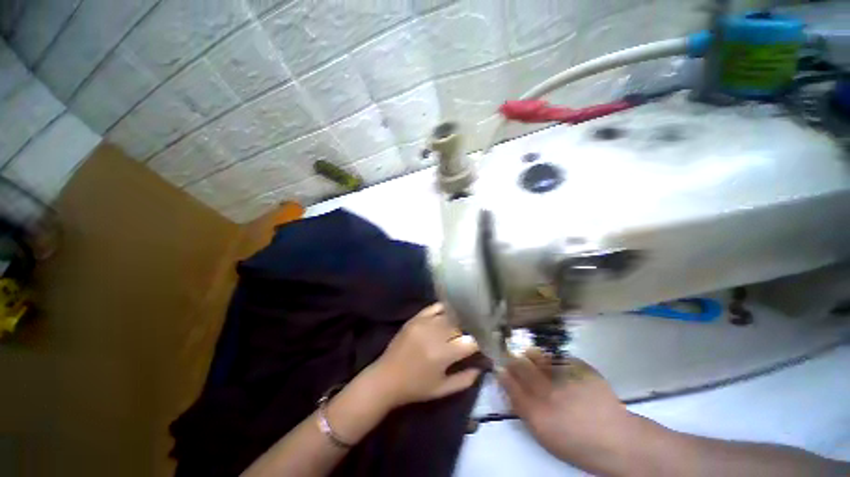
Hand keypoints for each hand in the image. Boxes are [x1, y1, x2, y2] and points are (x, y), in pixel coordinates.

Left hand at [369, 303, 480, 407]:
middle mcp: (434, 335)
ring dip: (457, 321)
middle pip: (460, 326)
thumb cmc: (415, 388)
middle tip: (469, 337)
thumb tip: (480, 367)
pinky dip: (443, 309)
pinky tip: (448, 314)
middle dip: (467, 331)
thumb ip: (465, 380)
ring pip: (449, 316)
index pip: (470, 342)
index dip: (477, 344)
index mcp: (443, 355)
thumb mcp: (442, 390)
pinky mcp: (415, 318)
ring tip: (460, 326)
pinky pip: (434, 307)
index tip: (479, 347)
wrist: (386, 378)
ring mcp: (423, 323)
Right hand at [498, 350, 638, 472]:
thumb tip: (507, 385)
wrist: (616, 440)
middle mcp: (548, 392)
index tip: (499, 366)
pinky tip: (557, 366)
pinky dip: (553, 359)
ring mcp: (565, 377)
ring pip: (537, 355)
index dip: (502, 372)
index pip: (509, 383)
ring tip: (531, 356)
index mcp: (536, 413)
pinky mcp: (581, 368)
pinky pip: (558, 356)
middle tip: (512, 358)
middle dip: (512, 359)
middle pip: (520, 365)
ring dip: (530, 355)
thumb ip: (522, 408)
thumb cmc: (575, 442)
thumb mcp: (542, 434)